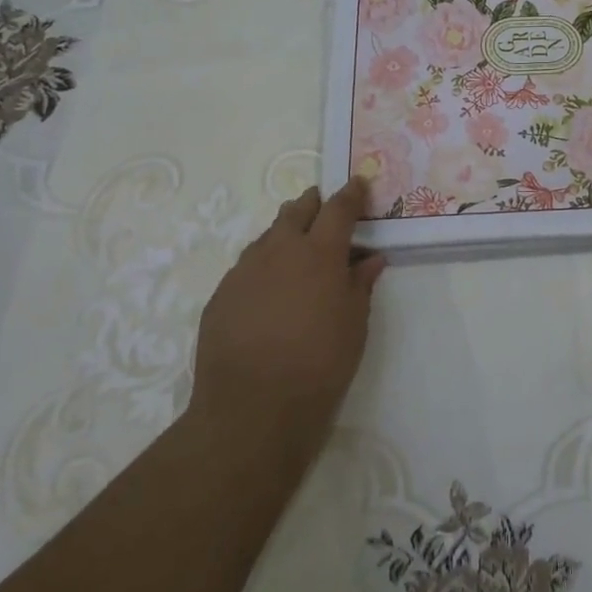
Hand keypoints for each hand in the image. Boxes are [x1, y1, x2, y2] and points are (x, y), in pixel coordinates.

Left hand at [188, 179, 383, 477]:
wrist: (252, 408)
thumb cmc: (319, 365)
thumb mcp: (354, 324)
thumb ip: (361, 284)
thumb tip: (370, 259)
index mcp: (320, 252)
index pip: (339, 208)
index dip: (352, 193)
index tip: (359, 183)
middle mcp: (280, 250)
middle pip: (297, 210)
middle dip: (313, 204)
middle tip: (323, 208)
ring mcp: (245, 270)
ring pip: (268, 235)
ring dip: (285, 232)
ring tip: (296, 247)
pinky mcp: (221, 294)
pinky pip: (247, 265)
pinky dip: (264, 264)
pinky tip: (268, 288)